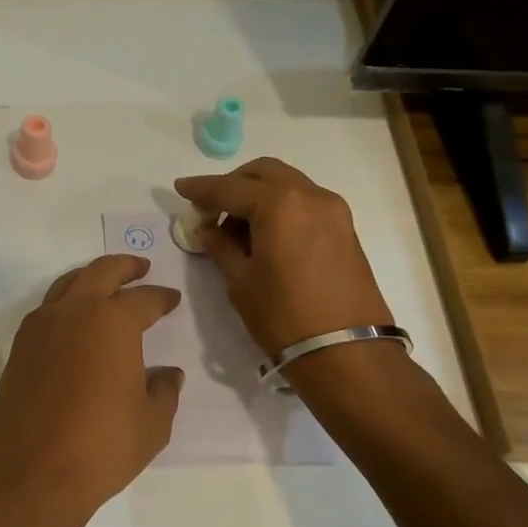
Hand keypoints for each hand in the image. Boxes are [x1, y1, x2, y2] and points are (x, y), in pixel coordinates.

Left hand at [0, 255, 183, 526]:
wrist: (31, 473)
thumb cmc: (102, 447)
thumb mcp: (152, 423)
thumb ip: (164, 391)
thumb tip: (168, 374)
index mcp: (113, 322)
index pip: (144, 299)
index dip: (161, 297)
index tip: (172, 299)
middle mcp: (74, 312)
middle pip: (100, 272)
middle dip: (124, 266)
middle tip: (139, 268)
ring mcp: (40, 327)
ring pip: (67, 285)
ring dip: (90, 279)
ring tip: (105, 287)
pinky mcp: (19, 348)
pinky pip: (46, 310)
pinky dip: (65, 304)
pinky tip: (74, 322)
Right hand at [174, 157, 393, 357]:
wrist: (347, 353)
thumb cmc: (284, 317)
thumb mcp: (241, 281)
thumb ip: (220, 246)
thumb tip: (208, 229)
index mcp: (280, 204)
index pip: (230, 187)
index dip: (201, 188)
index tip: (180, 188)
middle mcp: (310, 196)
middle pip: (263, 173)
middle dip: (232, 184)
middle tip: (209, 209)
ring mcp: (333, 210)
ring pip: (286, 184)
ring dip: (257, 195)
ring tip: (235, 228)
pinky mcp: (345, 228)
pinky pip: (304, 202)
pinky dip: (279, 207)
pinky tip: (263, 235)